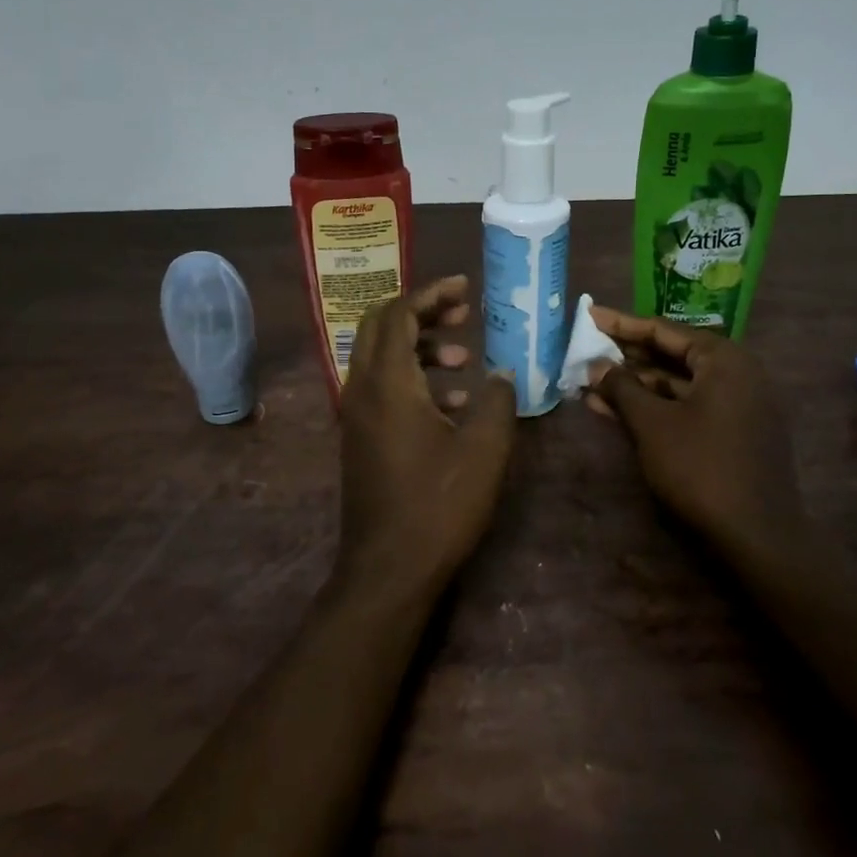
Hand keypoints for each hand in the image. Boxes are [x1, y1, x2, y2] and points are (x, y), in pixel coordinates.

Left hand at [335, 276, 516, 604]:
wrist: (389, 569)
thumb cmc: (439, 504)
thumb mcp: (484, 449)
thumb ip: (497, 400)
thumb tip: (501, 373)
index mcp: (387, 382)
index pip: (399, 313)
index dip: (432, 293)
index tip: (465, 287)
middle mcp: (361, 389)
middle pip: (381, 327)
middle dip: (422, 312)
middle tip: (463, 313)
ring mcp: (356, 416)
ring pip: (382, 359)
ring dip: (420, 347)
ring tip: (464, 359)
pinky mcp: (360, 439)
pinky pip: (382, 389)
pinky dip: (413, 379)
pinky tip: (452, 403)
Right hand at [586, 309, 803, 560]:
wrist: (757, 536)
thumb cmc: (701, 467)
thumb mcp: (652, 424)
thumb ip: (621, 388)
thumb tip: (595, 366)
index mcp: (724, 359)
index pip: (663, 330)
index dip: (621, 324)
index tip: (589, 315)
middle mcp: (736, 374)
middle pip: (671, 355)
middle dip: (625, 357)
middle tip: (585, 351)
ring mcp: (736, 405)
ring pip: (676, 385)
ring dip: (634, 386)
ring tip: (589, 384)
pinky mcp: (732, 434)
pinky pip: (686, 408)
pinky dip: (653, 408)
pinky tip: (614, 411)